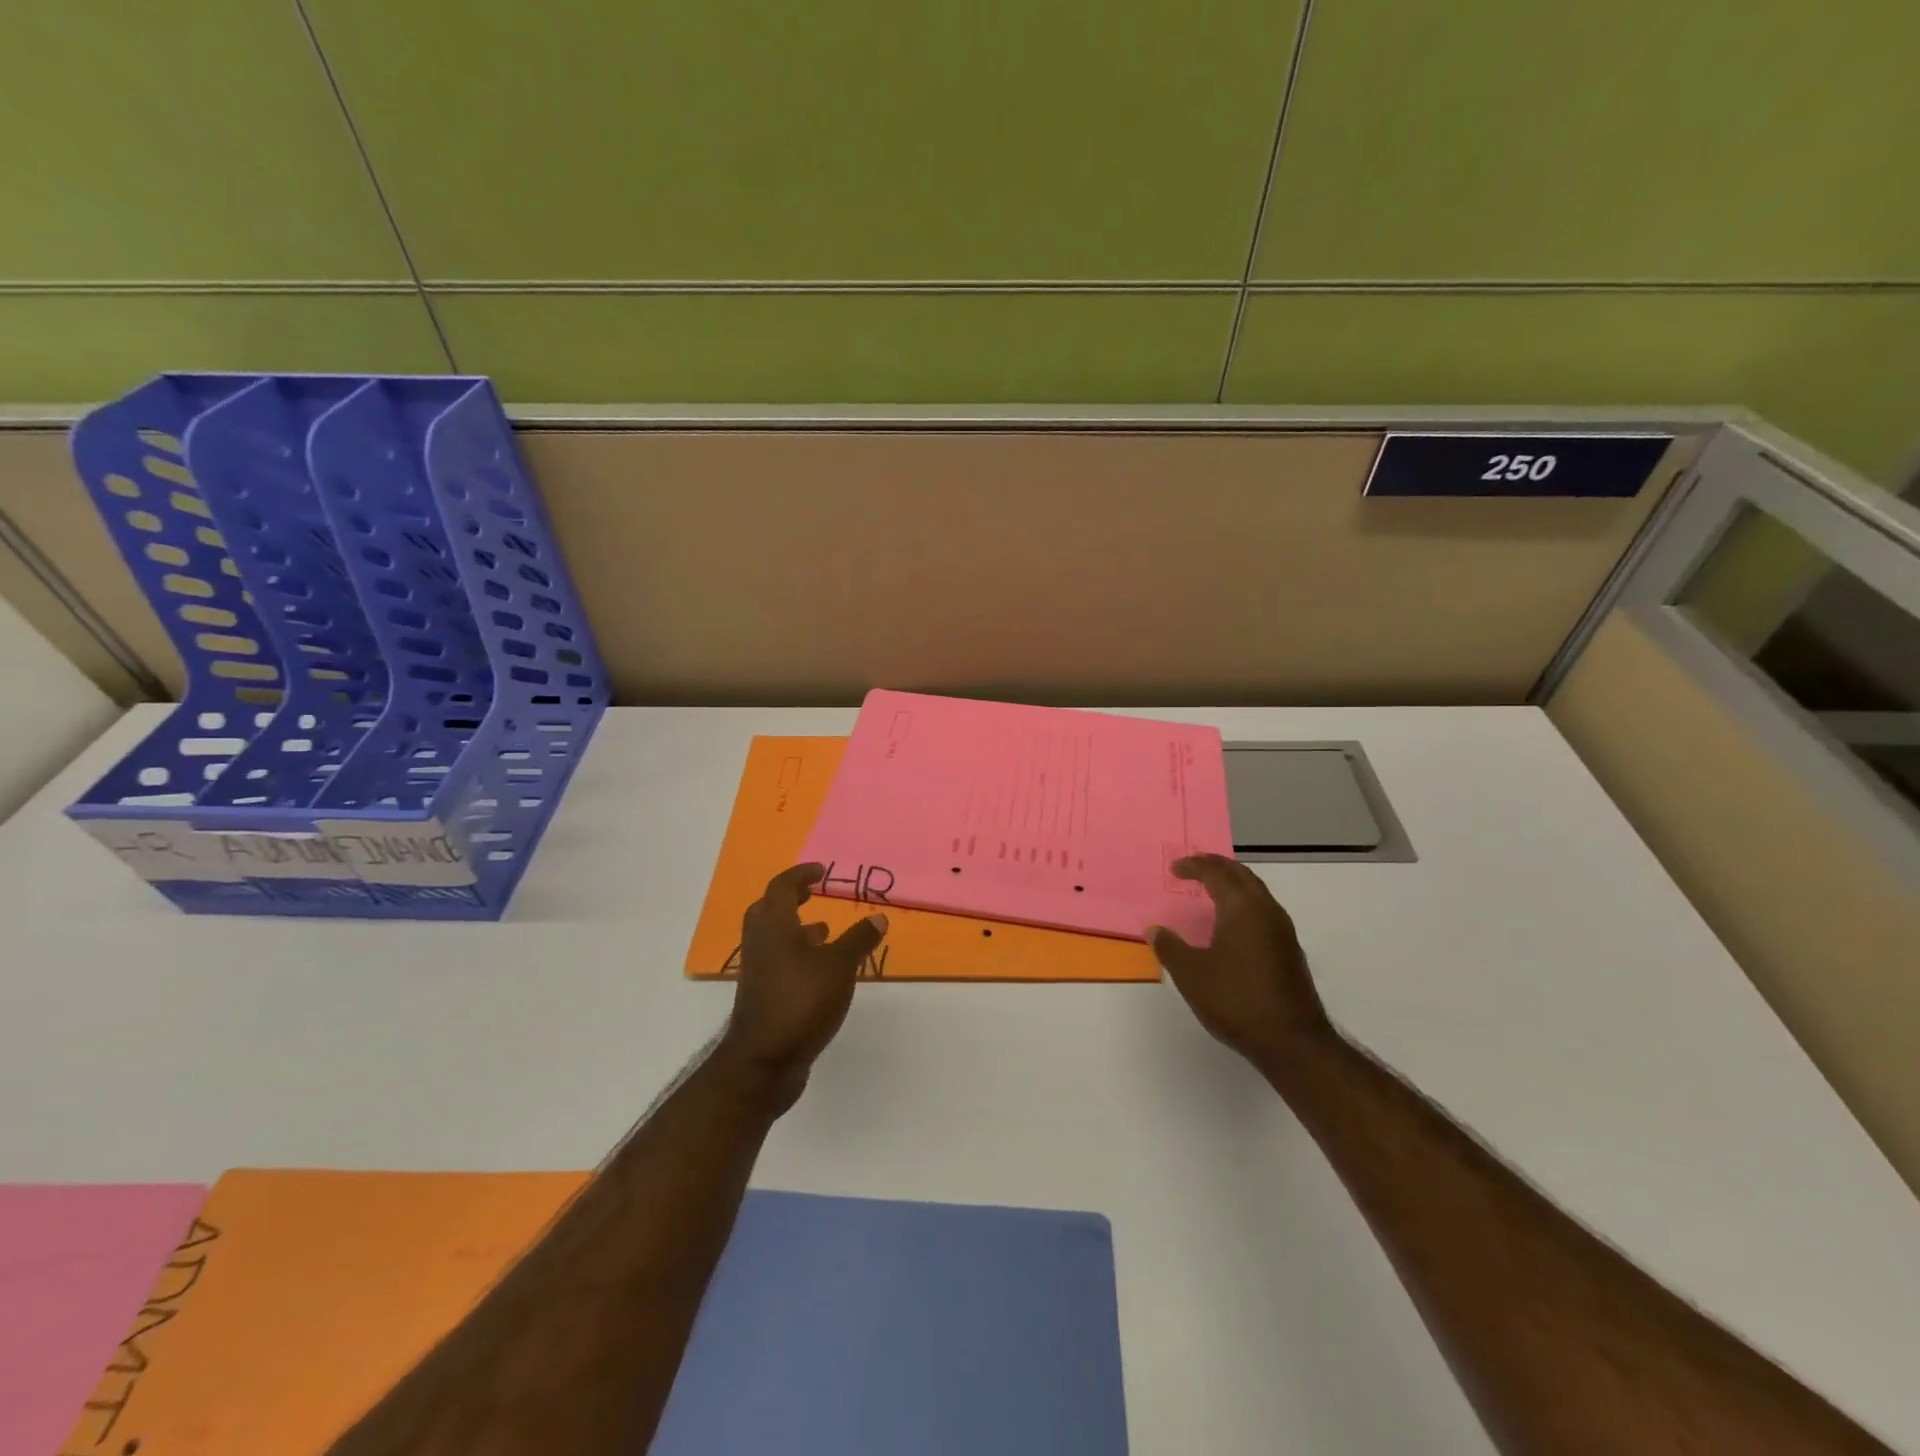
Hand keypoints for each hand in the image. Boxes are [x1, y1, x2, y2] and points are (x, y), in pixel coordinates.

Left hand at [718, 863, 887, 1113]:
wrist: (764, 1062)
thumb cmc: (801, 1002)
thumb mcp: (840, 966)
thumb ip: (859, 939)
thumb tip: (878, 916)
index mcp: (774, 927)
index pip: (782, 887)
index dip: (801, 875)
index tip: (821, 871)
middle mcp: (761, 944)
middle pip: (769, 910)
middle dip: (791, 899)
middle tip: (814, 894)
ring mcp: (758, 972)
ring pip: (773, 938)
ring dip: (796, 929)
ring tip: (824, 931)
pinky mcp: (762, 996)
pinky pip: (779, 962)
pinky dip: (798, 956)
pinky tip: (821, 970)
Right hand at [1149, 854, 1334, 1073]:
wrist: (1291, 1041)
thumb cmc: (1235, 999)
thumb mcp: (1191, 974)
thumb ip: (1170, 948)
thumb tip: (1155, 930)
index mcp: (1242, 908)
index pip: (1216, 873)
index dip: (1194, 866)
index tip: (1175, 869)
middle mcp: (1266, 911)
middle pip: (1242, 875)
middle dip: (1217, 867)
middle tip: (1195, 867)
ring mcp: (1283, 931)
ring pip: (1256, 893)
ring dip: (1233, 885)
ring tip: (1212, 891)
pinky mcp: (1290, 951)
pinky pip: (1263, 912)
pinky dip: (1244, 904)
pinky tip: (1232, 925)